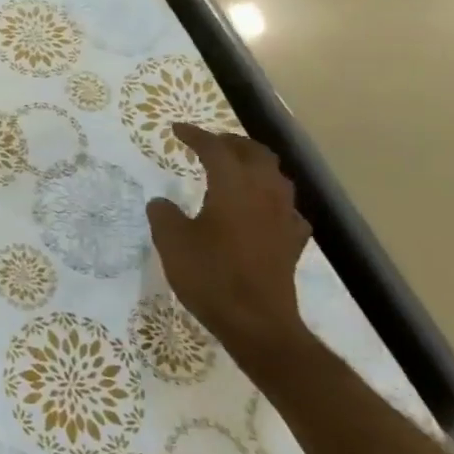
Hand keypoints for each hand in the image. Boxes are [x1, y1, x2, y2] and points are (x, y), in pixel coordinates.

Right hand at [145, 122, 312, 368]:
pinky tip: (261, 208)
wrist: (257, 323)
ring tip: (234, 167)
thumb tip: (162, 203)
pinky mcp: (292, 243)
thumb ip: (164, 215)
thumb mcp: (171, 241)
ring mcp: (283, 218)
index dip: (195, 136)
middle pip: (255, 154)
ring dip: (255, 164)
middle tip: (209, 142)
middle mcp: (263, 194)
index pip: (215, 149)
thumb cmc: (210, 275)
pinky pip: (285, 208)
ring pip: (276, 176)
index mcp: (233, 187)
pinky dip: (271, 198)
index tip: (176, 130)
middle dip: (231, 142)